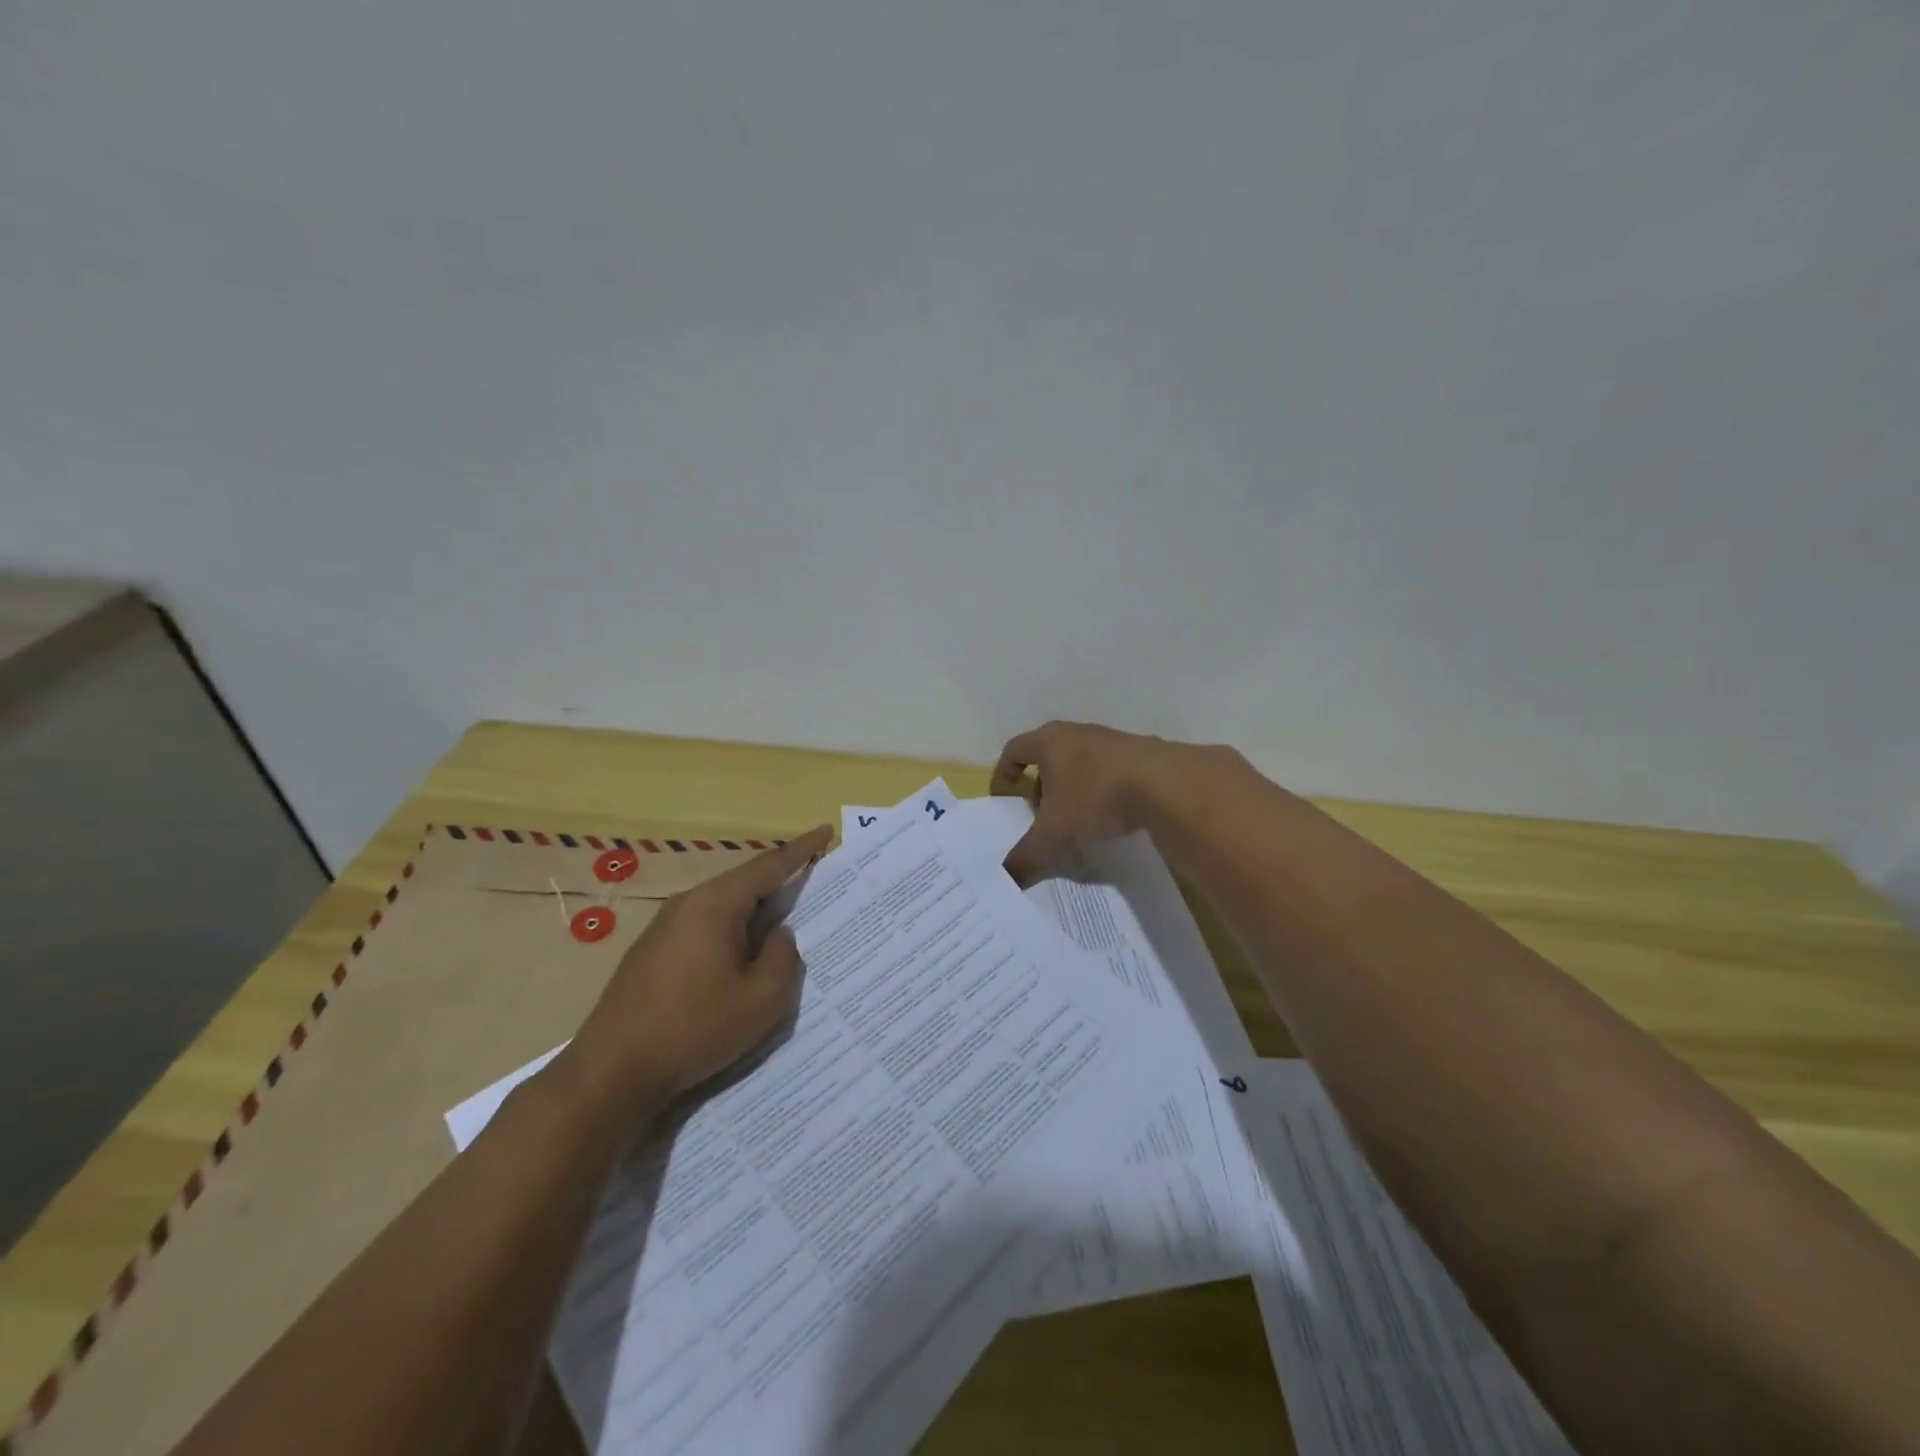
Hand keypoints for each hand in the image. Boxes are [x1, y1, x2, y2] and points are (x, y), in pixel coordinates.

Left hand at [560, 825, 833, 1113]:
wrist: (611, 1070)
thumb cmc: (694, 1029)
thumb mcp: (762, 999)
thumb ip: (783, 957)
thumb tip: (779, 934)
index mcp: (716, 904)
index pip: (769, 865)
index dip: (802, 849)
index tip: (826, 830)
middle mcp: (688, 903)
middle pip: (745, 883)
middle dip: (780, 882)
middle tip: (814, 884)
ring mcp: (664, 927)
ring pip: (723, 906)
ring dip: (755, 911)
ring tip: (783, 924)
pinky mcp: (652, 951)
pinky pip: (705, 926)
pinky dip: (731, 931)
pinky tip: (740, 958)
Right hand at [991, 721, 1225, 882]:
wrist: (1166, 783)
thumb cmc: (1096, 796)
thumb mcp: (1054, 833)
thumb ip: (1027, 856)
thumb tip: (1005, 880)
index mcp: (1050, 741)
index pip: (1014, 750)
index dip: (1003, 773)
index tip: (1004, 797)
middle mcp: (1078, 733)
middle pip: (1048, 756)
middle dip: (1041, 786)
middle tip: (1042, 816)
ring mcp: (1111, 740)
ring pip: (1080, 763)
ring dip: (1072, 789)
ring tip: (1077, 820)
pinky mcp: (1140, 753)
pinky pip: (1108, 770)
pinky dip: (1101, 789)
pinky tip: (1111, 815)